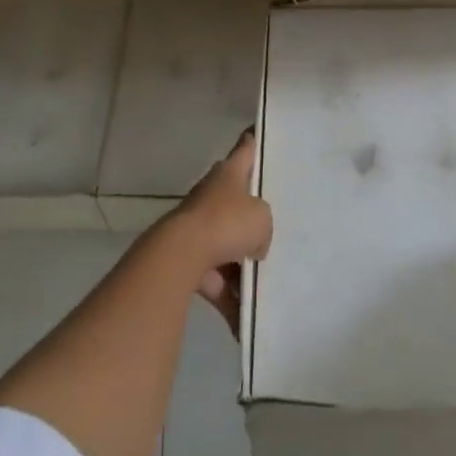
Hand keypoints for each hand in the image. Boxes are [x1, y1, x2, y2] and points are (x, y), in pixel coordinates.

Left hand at [171, 129, 272, 334]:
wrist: (181, 256)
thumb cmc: (226, 223)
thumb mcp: (262, 219)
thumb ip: (263, 226)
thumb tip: (252, 245)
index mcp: (229, 174)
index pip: (245, 150)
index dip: (252, 141)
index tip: (256, 131)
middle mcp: (212, 195)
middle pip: (236, 201)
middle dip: (251, 215)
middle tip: (274, 225)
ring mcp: (198, 228)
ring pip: (227, 245)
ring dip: (242, 266)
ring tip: (267, 285)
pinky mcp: (188, 261)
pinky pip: (216, 281)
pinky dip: (229, 300)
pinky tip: (246, 325)